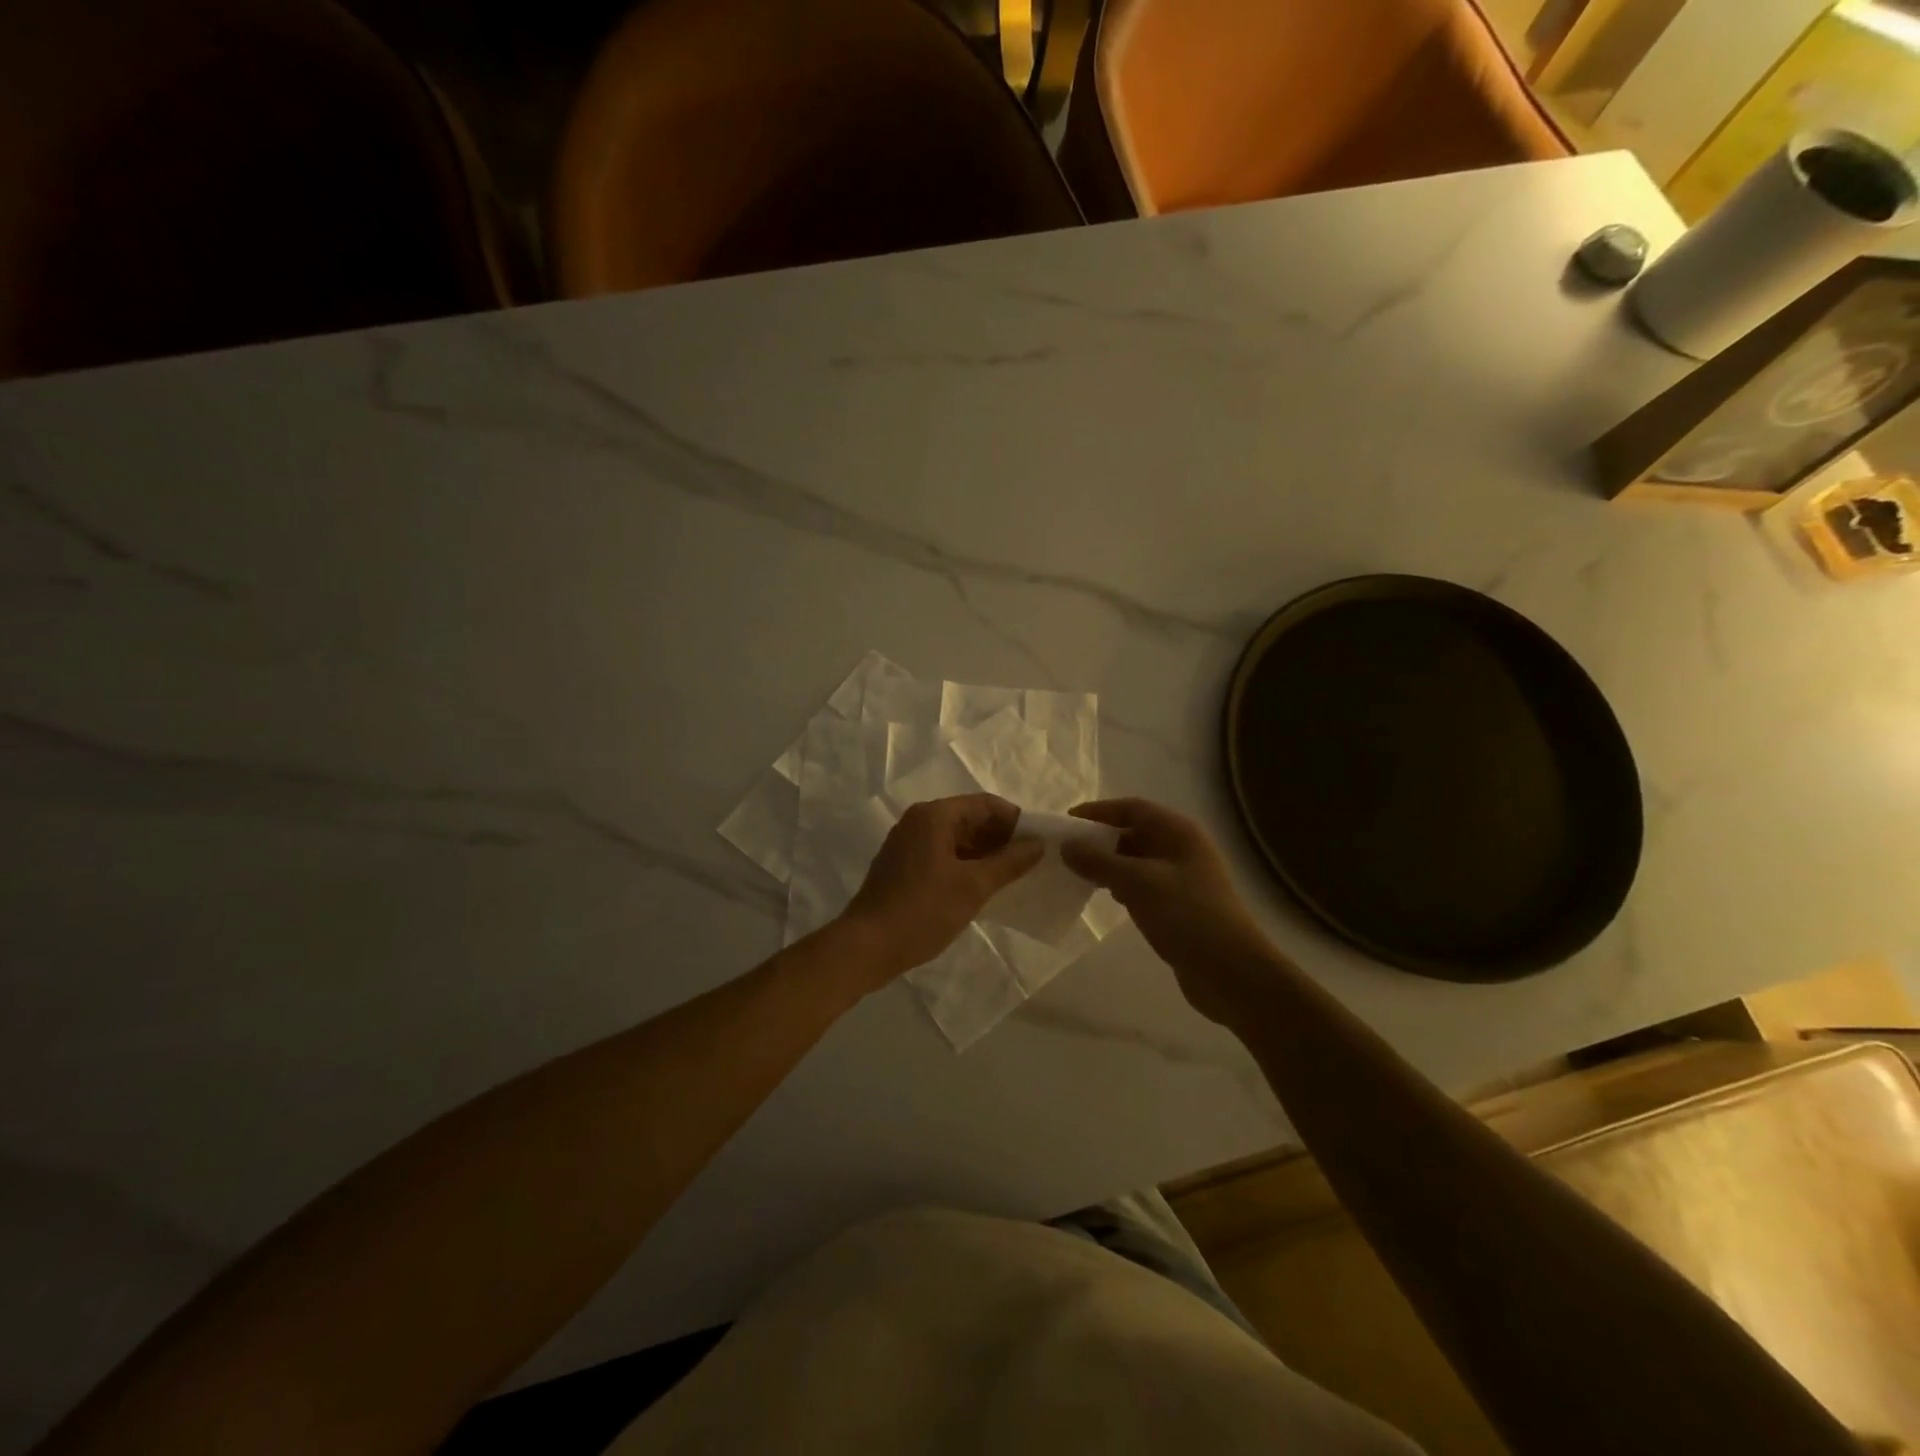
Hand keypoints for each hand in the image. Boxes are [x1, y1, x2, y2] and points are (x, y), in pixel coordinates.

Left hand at [840, 795, 1043, 980]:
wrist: (867, 946)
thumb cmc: (923, 910)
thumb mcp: (973, 886)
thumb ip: (1009, 862)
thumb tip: (1038, 845)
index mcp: (934, 816)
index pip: (985, 804)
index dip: (1015, 820)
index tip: (1039, 841)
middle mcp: (918, 821)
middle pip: (969, 818)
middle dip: (1000, 837)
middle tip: (1030, 861)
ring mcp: (907, 844)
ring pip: (956, 838)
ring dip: (984, 853)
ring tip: (1013, 875)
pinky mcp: (902, 866)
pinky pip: (942, 854)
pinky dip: (965, 864)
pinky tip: (983, 886)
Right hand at [1061, 798, 1276, 1022]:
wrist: (1231, 972)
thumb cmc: (1187, 916)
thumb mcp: (1138, 883)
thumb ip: (1099, 862)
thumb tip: (1067, 846)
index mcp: (1179, 832)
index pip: (1133, 808)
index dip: (1100, 811)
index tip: (1067, 822)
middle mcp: (1182, 848)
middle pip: (1135, 832)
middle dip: (1101, 839)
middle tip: (1067, 850)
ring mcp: (1182, 878)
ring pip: (1137, 860)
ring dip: (1109, 864)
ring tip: (1078, 873)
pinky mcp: (1178, 905)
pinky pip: (1143, 884)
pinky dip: (1121, 885)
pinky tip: (1105, 897)